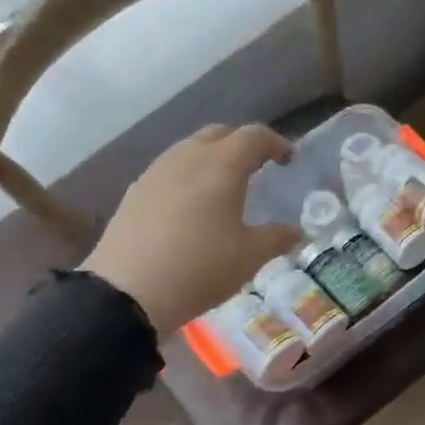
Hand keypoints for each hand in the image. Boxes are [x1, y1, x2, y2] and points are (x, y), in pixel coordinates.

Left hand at [84, 124, 304, 334]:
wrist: (128, 291)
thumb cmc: (200, 267)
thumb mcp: (249, 257)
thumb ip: (277, 238)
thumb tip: (296, 232)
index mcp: (221, 165)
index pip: (254, 136)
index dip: (276, 143)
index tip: (288, 159)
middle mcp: (187, 157)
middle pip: (219, 134)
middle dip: (242, 144)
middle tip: (258, 167)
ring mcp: (156, 172)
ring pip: (190, 149)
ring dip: (212, 157)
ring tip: (224, 185)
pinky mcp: (135, 191)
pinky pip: (170, 170)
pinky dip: (189, 176)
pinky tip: (191, 205)